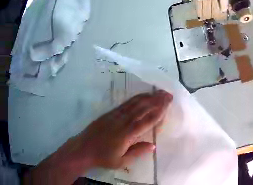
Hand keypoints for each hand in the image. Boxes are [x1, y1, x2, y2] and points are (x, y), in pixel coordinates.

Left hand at [24, 90, 172, 184]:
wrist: (84, 147)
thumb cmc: (104, 157)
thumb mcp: (122, 161)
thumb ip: (137, 152)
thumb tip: (153, 145)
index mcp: (126, 135)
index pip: (145, 122)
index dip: (158, 112)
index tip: (167, 104)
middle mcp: (122, 122)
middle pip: (141, 109)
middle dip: (155, 101)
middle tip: (168, 94)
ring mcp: (115, 115)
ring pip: (133, 104)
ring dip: (147, 97)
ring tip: (158, 92)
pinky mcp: (110, 113)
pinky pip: (125, 104)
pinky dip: (135, 99)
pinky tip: (141, 96)